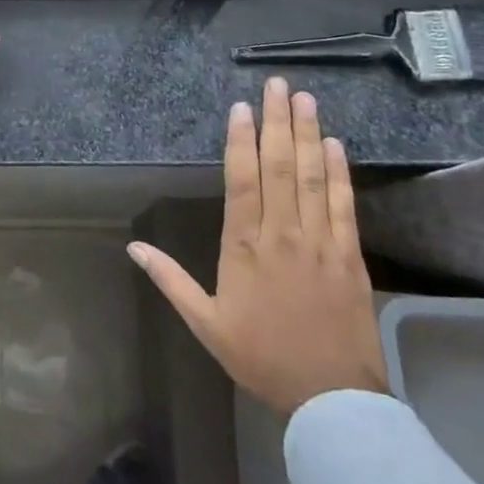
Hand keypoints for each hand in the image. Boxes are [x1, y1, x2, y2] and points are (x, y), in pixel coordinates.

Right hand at [128, 78, 388, 417]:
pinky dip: (339, 172)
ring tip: (305, 100)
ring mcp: (320, 241)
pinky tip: (334, 145)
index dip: (241, 140)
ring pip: (313, 178)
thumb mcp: (205, 323)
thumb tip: (133, 247)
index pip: (242, 180)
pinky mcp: (350, 255)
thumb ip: (170, 280)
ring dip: (308, 135)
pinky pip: (344, 205)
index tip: (241, 107)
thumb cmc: (261, 356)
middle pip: (280, 166)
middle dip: (278, 121)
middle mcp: (282, 233)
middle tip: (279, 85)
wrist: (330, 398)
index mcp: (244, 246)